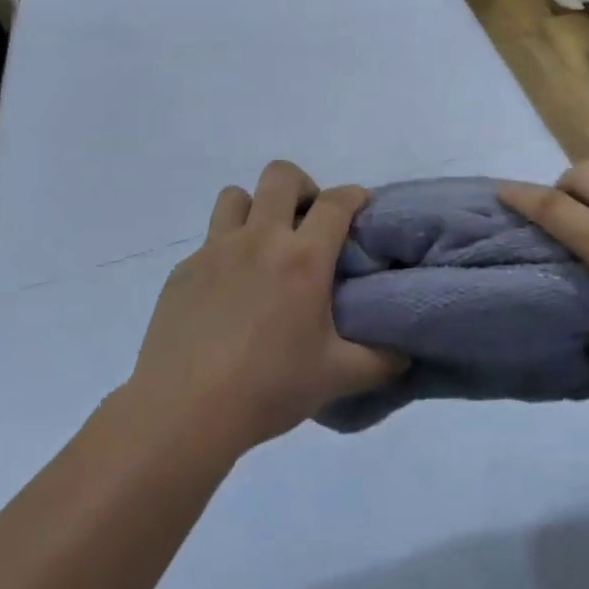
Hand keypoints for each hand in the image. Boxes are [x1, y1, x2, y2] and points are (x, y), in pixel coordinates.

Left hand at [128, 161, 403, 453]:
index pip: (336, 202)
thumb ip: (379, 362)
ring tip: (264, 247)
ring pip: (236, 196)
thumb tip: (405, 354)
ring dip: (255, 208)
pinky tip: (228, 293)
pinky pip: (209, 241)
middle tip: (308, 223)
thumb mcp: (336, 378)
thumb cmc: (268, 388)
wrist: (183, 411)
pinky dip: (226, 252)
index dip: (354, 195)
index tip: (360, 205)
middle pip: (281, 176)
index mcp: (303, 259)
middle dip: (303, 186)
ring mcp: (216, 251)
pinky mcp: (183, 270)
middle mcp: (260, 240)